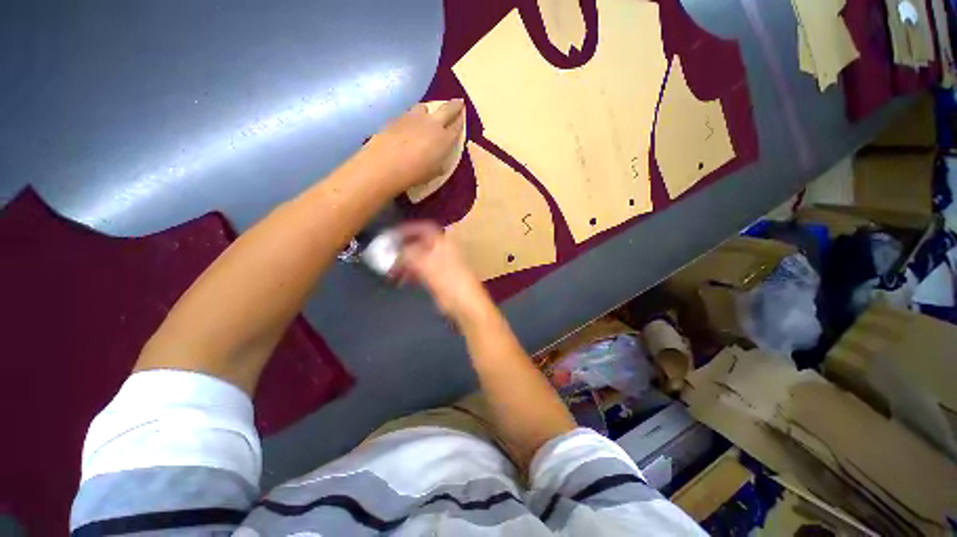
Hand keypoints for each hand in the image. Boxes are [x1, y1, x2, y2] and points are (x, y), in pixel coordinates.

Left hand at [360, 100, 465, 193]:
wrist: (387, 164)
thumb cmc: (416, 173)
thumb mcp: (433, 173)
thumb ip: (439, 163)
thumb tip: (439, 161)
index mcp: (444, 139)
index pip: (456, 127)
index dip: (461, 121)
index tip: (463, 115)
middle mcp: (432, 123)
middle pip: (446, 110)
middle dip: (454, 105)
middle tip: (459, 102)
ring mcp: (414, 117)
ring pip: (424, 107)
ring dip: (428, 111)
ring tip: (426, 116)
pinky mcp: (398, 118)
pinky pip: (409, 115)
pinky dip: (412, 119)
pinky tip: (408, 127)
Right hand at [391, 221, 491, 319]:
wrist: (465, 303)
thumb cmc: (449, 280)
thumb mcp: (426, 264)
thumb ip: (408, 254)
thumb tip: (393, 249)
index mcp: (443, 242)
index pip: (424, 228)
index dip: (407, 229)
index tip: (391, 235)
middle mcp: (442, 250)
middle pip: (419, 244)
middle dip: (402, 249)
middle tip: (386, 255)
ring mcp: (440, 264)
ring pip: (418, 259)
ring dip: (404, 263)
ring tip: (390, 271)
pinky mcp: (438, 278)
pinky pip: (421, 271)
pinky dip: (410, 274)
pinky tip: (400, 280)